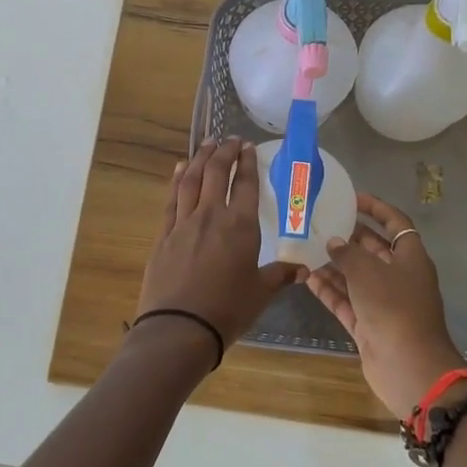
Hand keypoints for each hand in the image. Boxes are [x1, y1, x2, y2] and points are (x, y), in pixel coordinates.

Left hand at [138, 138, 296, 358]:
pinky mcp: (164, 235)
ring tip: (207, 144)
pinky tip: (179, 169)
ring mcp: (183, 223)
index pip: (245, 184)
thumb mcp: (260, 293)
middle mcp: (210, 216)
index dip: (247, 163)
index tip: (248, 147)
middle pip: (215, 173)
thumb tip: (303, 269)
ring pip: (191, 179)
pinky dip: (177, 179)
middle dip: (224, 152)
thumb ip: (280, 275)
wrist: (179, 328)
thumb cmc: (227, 310)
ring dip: (200, 158)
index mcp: (240, 226)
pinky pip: (171, 199)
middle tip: (229, 139)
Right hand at [305, 193, 463, 417]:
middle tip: (320, 224)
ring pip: (357, 277)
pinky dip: (330, 290)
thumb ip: (348, 253)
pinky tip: (307, 277)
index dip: (376, 208)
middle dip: (349, 237)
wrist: (409, 366)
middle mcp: (399, 277)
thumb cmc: (394, 308)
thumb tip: (335, 243)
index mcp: (411, 258)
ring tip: (306, 248)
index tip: (352, 198)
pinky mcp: (370, 326)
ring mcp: (384, 303)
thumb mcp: (368, 272)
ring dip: (334, 265)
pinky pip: (347, 301)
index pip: (396, 223)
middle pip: (373, 250)